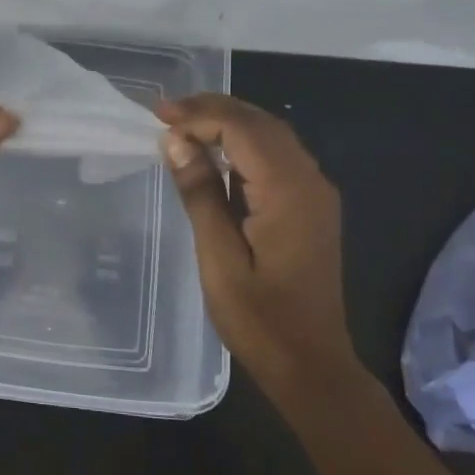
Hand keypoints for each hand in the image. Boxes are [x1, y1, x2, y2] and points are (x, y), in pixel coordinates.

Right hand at [156, 95, 363, 402]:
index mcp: (288, 191)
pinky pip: (277, 157)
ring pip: (272, 136)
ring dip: (229, 123)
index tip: (158, 117)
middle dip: (213, 110)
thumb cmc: (260, 319)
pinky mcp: (312, 206)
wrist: (312, 364)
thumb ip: (200, 194)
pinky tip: (215, 154)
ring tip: (184, 125)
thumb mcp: (219, 258)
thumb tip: (176, 141)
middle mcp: (310, 181)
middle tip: (166, 113)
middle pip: (261, 123)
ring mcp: (316, 193)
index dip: (199, 115)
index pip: (242, 128)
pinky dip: (244, 144)